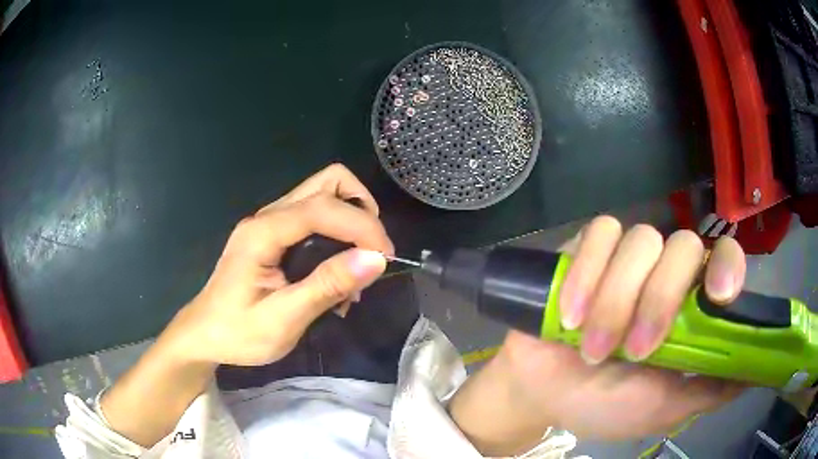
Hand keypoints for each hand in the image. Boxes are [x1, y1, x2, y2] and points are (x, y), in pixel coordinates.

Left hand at [161, 164, 393, 365]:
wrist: (205, 335)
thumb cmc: (238, 333)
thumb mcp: (284, 319)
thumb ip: (326, 286)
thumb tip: (374, 259)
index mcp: (263, 232)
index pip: (323, 207)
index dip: (362, 226)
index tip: (385, 258)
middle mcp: (267, 216)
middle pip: (328, 182)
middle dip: (361, 210)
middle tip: (371, 254)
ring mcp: (270, 222)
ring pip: (324, 195)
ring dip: (351, 221)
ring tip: (356, 267)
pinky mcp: (274, 234)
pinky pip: (316, 217)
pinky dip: (338, 234)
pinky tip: (337, 274)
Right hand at [450, 217, 745, 453]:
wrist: (542, 396)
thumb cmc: (606, 406)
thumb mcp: (663, 409)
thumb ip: (709, 391)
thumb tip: (754, 374)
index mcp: (687, 306)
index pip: (723, 257)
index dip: (727, 265)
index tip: (718, 297)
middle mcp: (663, 273)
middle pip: (682, 245)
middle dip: (659, 299)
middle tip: (634, 350)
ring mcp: (626, 258)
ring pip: (641, 240)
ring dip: (616, 299)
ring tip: (592, 348)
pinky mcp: (587, 249)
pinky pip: (598, 233)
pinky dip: (587, 272)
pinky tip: (571, 314)